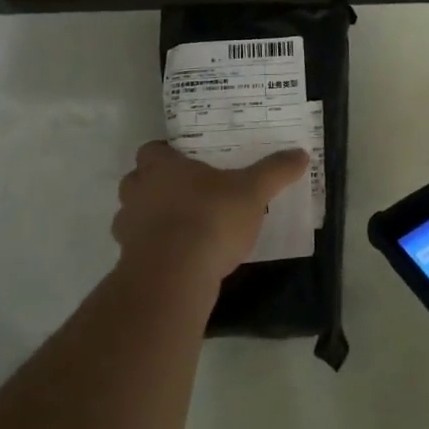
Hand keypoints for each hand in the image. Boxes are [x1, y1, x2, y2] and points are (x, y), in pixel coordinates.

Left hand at [112, 141, 309, 286]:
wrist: (173, 278)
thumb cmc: (210, 218)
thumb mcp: (253, 191)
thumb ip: (275, 171)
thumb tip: (301, 153)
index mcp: (161, 167)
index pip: (151, 150)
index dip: (167, 154)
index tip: (188, 161)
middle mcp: (137, 192)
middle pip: (137, 181)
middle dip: (156, 186)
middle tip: (187, 191)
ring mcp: (128, 229)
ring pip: (134, 216)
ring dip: (152, 219)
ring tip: (185, 226)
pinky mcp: (129, 263)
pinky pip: (140, 249)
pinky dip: (156, 250)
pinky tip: (182, 257)